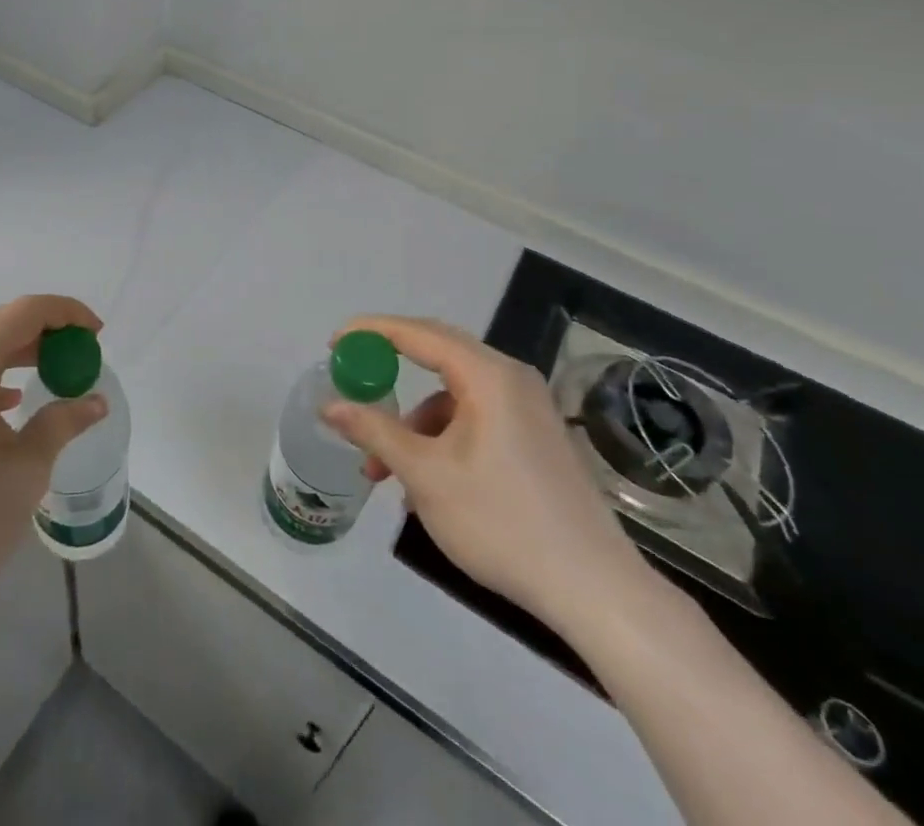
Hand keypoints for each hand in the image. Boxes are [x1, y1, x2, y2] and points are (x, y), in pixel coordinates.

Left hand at [0, 295, 106, 634]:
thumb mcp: (23, 476)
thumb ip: (60, 426)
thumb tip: (95, 401)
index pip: (24, 312)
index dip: (66, 314)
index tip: (95, 334)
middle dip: (42, 334)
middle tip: (77, 357)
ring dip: (12, 356)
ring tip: (47, 378)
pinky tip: (2, 408)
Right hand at [321, 314, 645, 639]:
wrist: (594, 590)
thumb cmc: (501, 521)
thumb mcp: (425, 474)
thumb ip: (374, 431)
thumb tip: (329, 405)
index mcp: (488, 375)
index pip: (418, 333)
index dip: (371, 332)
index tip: (334, 343)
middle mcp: (511, 379)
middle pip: (437, 355)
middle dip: (389, 372)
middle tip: (352, 382)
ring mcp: (528, 409)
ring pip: (454, 396)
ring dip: (414, 423)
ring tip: (384, 470)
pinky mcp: (536, 438)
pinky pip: (475, 418)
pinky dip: (442, 438)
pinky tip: (426, 485)